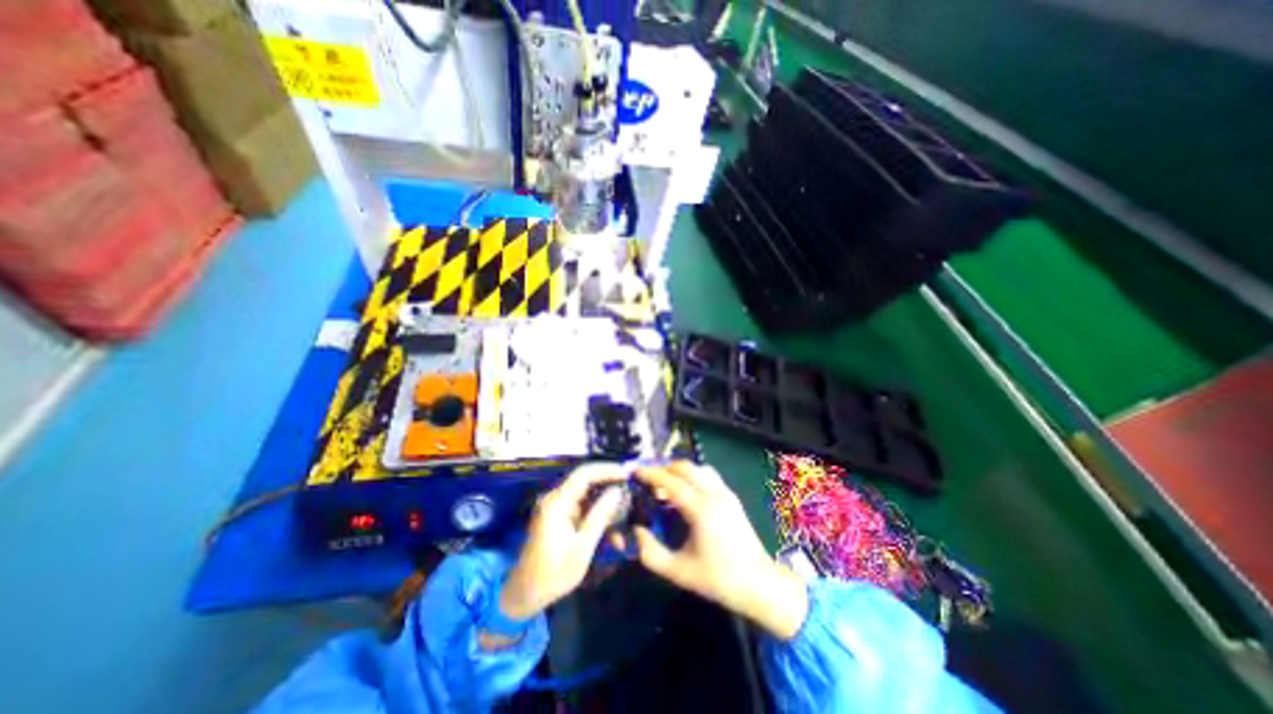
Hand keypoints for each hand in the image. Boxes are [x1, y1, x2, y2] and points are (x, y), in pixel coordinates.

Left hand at [503, 465, 630, 620]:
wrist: (525, 593)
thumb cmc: (554, 573)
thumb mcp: (582, 547)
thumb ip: (600, 516)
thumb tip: (618, 491)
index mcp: (557, 502)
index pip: (584, 474)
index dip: (607, 470)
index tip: (626, 474)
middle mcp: (555, 498)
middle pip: (585, 479)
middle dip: (608, 482)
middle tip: (629, 488)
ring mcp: (556, 506)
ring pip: (585, 492)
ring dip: (604, 497)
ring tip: (623, 505)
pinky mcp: (559, 515)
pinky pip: (581, 504)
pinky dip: (596, 508)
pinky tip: (610, 518)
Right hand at [633, 463, 810, 641]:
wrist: (758, 584)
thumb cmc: (717, 578)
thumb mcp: (678, 571)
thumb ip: (650, 552)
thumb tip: (635, 530)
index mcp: (700, 509)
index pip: (670, 481)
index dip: (650, 474)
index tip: (634, 472)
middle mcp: (714, 494)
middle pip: (685, 467)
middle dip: (664, 468)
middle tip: (648, 480)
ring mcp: (726, 493)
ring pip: (698, 468)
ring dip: (680, 471)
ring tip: (666, 486)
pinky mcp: (732, 497)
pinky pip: (709, 476)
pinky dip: (693, 476)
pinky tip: (686, 493)